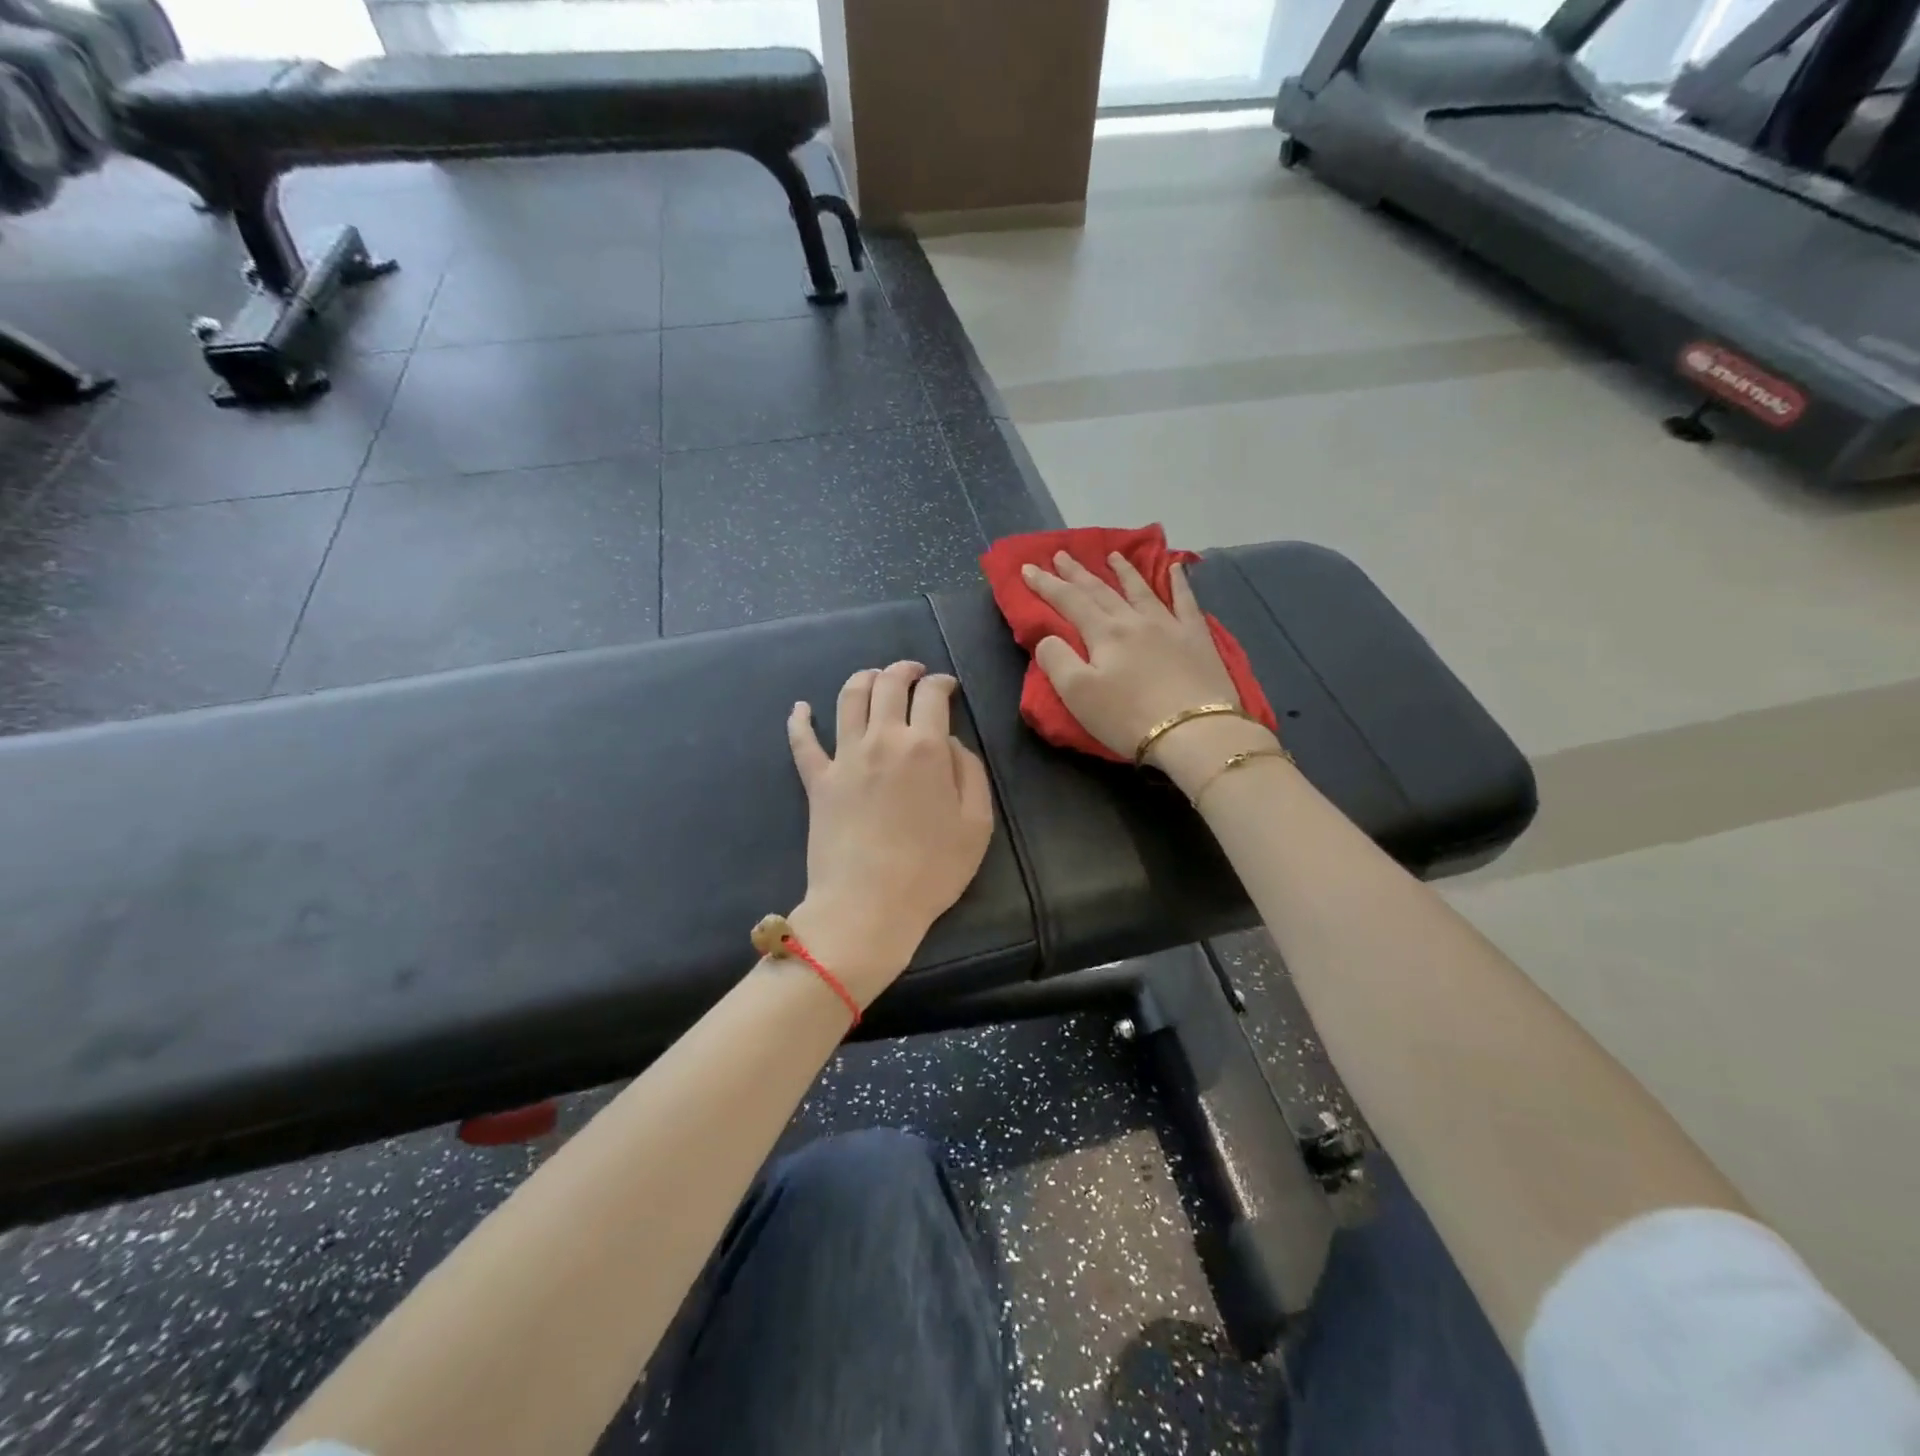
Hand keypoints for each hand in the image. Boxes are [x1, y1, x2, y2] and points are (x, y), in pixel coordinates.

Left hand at [785, 661, 995, 1003]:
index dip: (942, 682)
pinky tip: (800, 708)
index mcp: (925, 747)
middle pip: (888, 685)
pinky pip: (802, 742)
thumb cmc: (932, 870)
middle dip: (904, 670)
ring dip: (863, 679)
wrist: (869, 906)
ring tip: (873, 677)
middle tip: (913, 672)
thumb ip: (971, 773)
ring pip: (849, 699)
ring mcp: (844, 758)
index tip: (948, 687)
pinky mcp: (817, 781)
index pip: (932, 694)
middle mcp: (882, 740)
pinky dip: (799, 720)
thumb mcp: (977, 823)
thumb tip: (952, 743)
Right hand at [1022, 551, 1255, 762]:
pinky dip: (1179, 583)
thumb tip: (1048, 637)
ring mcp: (1169, 626)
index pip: (1068, 601)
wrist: (1194, 732)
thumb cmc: (1128, 717)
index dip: (1046, 584)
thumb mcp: (1077, 694)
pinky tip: (1176, 568)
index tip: (1027, 568)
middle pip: (1101, 591)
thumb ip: (1056, 660)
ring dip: (1123, 571)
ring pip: (1141, 590)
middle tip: (1061, 554)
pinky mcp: (1197, 639)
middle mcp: (1134, 620)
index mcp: (1104, 633)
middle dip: (1078, 573)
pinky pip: (1186, 602)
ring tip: (1112, 555)